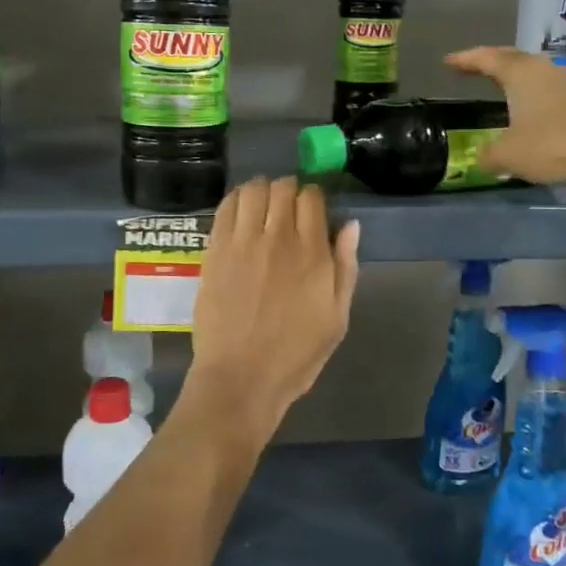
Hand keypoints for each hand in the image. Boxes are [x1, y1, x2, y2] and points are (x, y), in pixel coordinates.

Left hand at [189, 177, 359, 429]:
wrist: (241, 378)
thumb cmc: (296, 354)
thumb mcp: (337, 317)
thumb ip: (345, 267)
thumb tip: (351, 225)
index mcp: (312, 253)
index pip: (312, 197)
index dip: (314, 198)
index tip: (313, 211)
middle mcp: (278, 238)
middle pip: (283, 187)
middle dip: (289, 190)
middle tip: (287, 208)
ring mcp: (242, 242)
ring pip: (252, 189)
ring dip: (261, 190)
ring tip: (263, 207)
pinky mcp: (215, 250)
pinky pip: (225, 207)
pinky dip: (236, 200)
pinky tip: (240, 213)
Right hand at [445, 46, 565, 202]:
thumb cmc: (554, 146)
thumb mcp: (509, 155)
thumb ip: (489, 155)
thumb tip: (482, 157)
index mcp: (522, 74)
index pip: (488, 59)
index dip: (467, 60)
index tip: (449, 61)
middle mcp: (546, 71)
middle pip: (514, 59)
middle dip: (491, 62)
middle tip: (473, 68)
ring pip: (537, 74)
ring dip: (518, 79)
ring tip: (503, 89)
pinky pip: (553, 92)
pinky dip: (537, 97)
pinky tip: (534, 113)